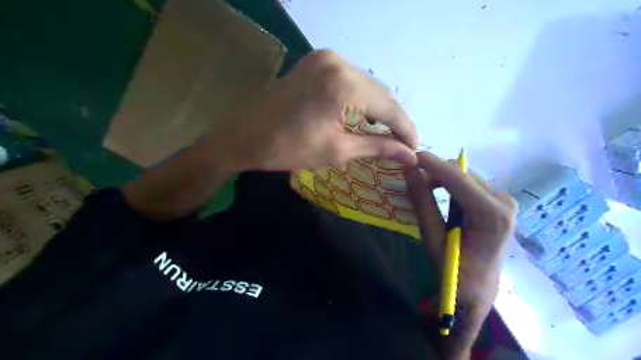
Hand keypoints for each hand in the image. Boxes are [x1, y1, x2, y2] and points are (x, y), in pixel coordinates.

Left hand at [202, 51, 419, 171]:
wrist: (244, 136)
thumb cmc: (288, 149)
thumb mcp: (337, 151)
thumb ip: (377, 147)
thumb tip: (411, 154)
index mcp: (343, 85)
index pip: (388, 107)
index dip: (405, 129)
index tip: (415, 148)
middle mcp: (338, 63)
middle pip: (379, 92)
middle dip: (394, 119)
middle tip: (403, 143)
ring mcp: (326, 58)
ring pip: (367, 85)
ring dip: (379, 108)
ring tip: (388, 133)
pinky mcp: (317, 61)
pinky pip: (351, 79)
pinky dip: (362, 98)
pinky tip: (366, 116)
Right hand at [404, 150, 519, 357]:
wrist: (478, 290)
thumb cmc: (454, 271)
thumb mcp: (432, 236)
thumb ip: (422, 200)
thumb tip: (409, 168)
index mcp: (492, 214)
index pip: (458, 178)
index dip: (432, 163)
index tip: (409, 154)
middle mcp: (504, 201)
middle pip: (463, 173)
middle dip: (435, 171)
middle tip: (411, 178)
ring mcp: (505, 201)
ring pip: (465, 176)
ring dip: (442, 178)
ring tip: (422, 188)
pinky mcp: (500, 203)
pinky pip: (470, 184)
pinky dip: (450, 185)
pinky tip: (440, 196)